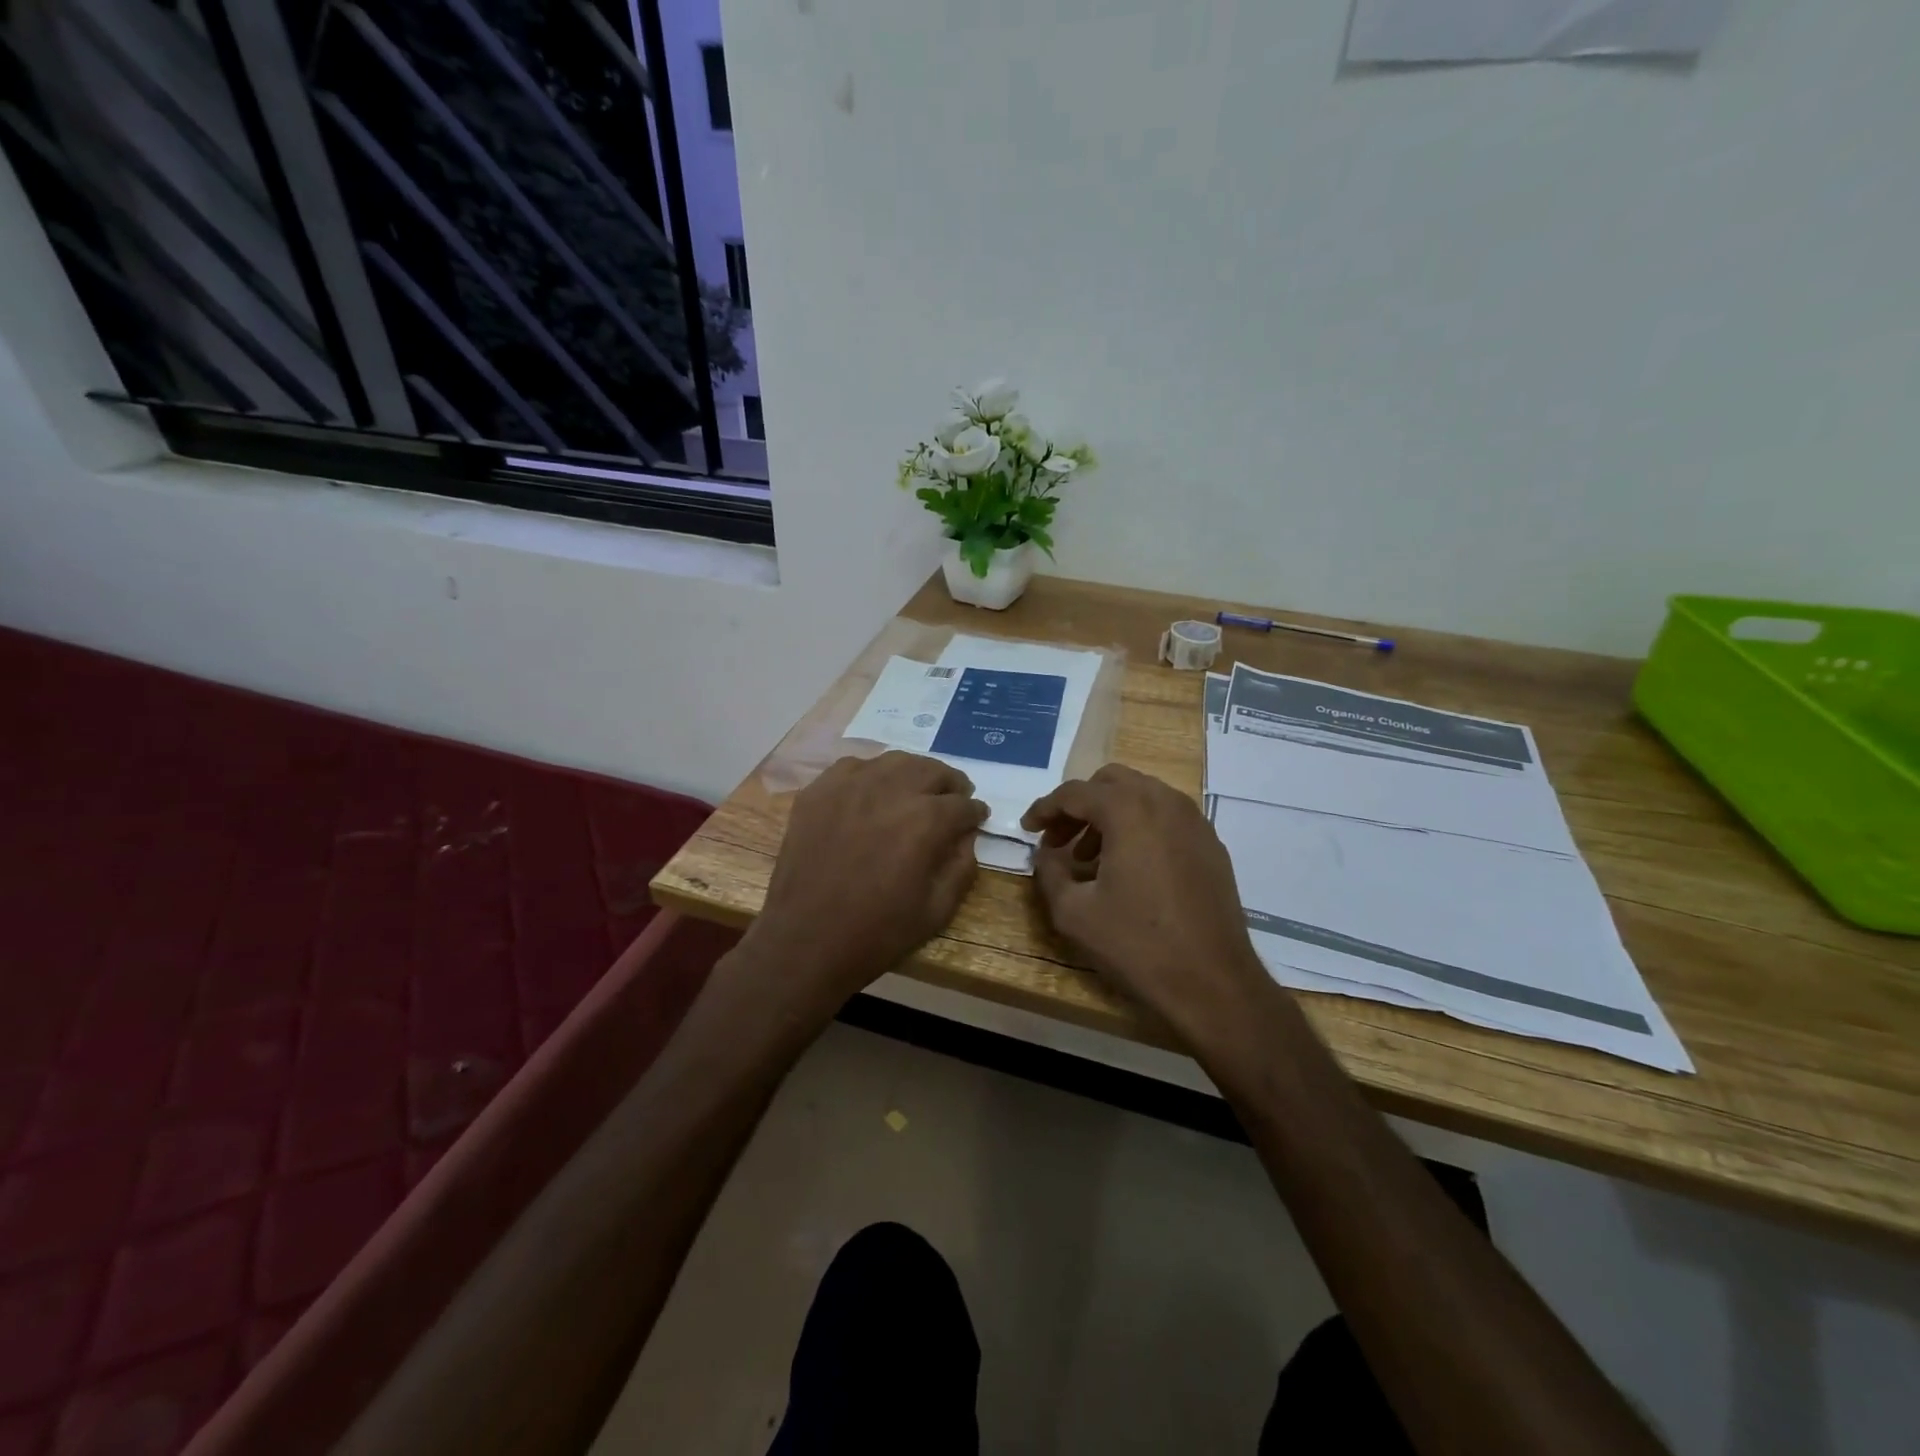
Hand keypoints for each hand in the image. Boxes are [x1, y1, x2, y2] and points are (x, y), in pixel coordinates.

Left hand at [741, 752, 987, 1020]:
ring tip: (916, 792)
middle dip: (951, 784)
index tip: (977, 819)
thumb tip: (966, 837)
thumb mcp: (937, 910)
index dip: (975, 813)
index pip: (963, 805)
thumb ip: (962, 867)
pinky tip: (872, 793)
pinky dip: (871, 774)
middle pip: (933, 770)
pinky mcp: (819, 791)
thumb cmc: (877, 933)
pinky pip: (854, 767)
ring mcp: (850, 786)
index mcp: (925, 821)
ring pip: (894, 760)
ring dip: (914, 774)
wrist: (805, 942)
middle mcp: (890, 790)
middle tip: (952, 800)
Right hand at [1022, 765, 1279, 1048]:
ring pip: (1141, 796)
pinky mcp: (1211, 844)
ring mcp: (1194, 821)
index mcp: (1129, 810)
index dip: (1045, 808)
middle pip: (1111, 782)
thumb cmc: (1137, 945)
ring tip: (1089, 859)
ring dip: (1109, 815)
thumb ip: (1049, 872)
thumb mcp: (1073, 913)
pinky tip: (1128, 868)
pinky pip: (1166, 818)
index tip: (1027, 829)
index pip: (1075, 792)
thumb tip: (1046, 854)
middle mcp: (1165, 802)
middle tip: (1058, 840)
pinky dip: (1139, 828)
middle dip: (1079, 805)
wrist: (1213, 984)